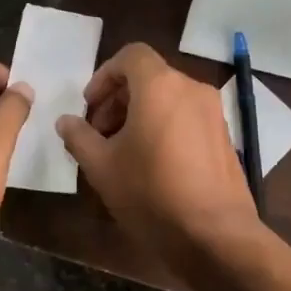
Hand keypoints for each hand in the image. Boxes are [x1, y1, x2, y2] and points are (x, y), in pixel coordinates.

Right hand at [56, 42, 260, 276]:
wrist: (215, 235)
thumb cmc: (151, 193)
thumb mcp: (101, 166)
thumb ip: (79, 137)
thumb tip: (66, 121)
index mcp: (160, 86)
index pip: (130, 56)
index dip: (104, 76)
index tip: (90, 106)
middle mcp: (191, 89)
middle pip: (148, 77)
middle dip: (118, 99)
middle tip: (98, 133)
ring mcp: (213, 113)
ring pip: (168, 98)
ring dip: (139, 114)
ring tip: (121, 152)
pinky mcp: (224, 137)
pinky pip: (186, 117)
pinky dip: (163, 126)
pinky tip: (150, 164)